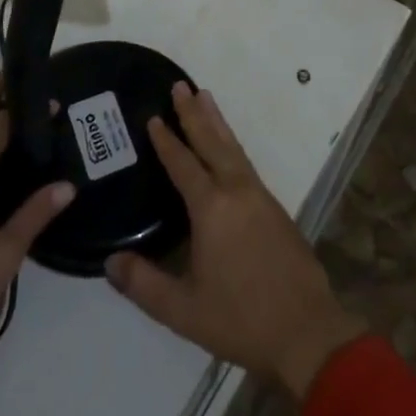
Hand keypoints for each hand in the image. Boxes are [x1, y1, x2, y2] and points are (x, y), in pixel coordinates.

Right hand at [106, 82, 365, 401]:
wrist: (306, 329)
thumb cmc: (240, 319)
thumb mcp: (183, 309)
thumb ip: (143, 284)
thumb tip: (109, 261)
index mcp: (212, 208)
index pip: (184, 164)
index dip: (167, 141)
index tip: (153, 116)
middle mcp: (236, 190)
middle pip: (212, 142)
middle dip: (194, 113)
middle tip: (180, 85)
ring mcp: (260, 195)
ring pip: (233, 147)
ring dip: (216, 121)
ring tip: (205, 96)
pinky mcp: (274, 206)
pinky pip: (245, 161)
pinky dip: (231, 143)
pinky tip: (228, 146)